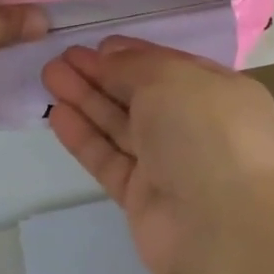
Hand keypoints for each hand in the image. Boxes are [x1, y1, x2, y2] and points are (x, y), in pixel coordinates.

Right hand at [41, 37, 273, 273]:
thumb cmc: (206, 133)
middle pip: (139, 95)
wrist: (223, 227)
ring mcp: (169, 164)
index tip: (95, 45)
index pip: (168, 66)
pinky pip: (109, 159)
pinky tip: (58, 115)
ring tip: (49, 76)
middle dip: (100, 75)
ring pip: (120, 126)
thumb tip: (109, 56)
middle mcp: (195, 126)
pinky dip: (85, 137)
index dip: (130, 54)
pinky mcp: (143, 197)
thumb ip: (134, 65)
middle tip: (60, 58)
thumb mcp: (170, 78)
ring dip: (86, 100)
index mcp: (218, 92)